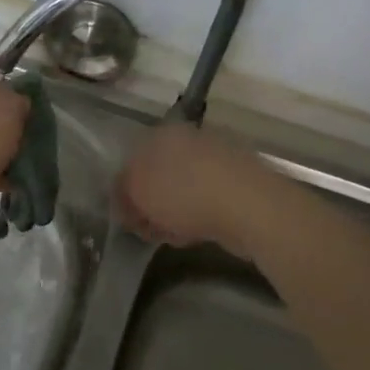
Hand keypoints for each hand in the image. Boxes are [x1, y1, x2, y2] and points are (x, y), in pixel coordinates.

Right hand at [116, 123, 265, 255]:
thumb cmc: (182, 193)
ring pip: (184, 188)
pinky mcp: (240, 181)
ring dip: (174, 211)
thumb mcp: (136, 194)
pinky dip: (199, 215)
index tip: (126, 217)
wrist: (248, 206)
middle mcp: (189, 138)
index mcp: (161, 133)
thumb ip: (122, 195)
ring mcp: (218, 157)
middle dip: (151, 202)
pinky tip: (196, 234)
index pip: (133, 159)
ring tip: (172, 235)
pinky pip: (208, 199)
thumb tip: (123, 202)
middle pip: (159, 174)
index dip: (126, 190)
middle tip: (147, 229)